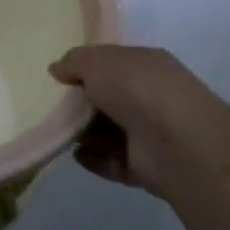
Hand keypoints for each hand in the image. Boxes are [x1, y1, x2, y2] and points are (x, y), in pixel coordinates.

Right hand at [50, 45, 229, 201]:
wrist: (175, 141)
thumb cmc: (137, 88)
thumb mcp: (98, 61)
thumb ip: (74, 61)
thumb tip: (56, 68)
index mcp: (147, 65)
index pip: (114, 64)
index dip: (87, 69)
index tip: (59, 79)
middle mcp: (152, 97)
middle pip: (110, 100)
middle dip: (82, 105)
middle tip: (53, 108)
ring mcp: (152, 134)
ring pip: (111, 132)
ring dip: (86, 134)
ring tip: (59, 134)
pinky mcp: (147, 167)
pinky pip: (114, 162)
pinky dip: (95, 159)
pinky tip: (77, 155)